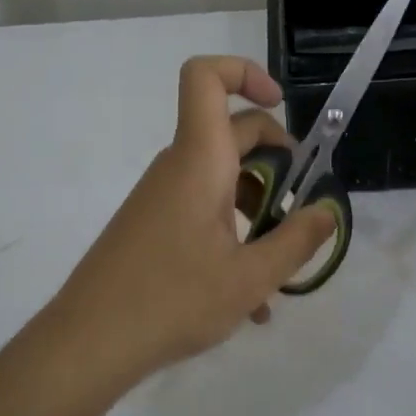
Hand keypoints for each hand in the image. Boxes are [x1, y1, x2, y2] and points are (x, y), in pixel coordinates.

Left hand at [31, 56, 336, 403]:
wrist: (88, 343)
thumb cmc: (172, 301)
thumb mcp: (250, 278)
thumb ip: (297, 240)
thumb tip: (328, 210)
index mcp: (199, 161)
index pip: (206, 78)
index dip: (244, 73)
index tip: (281, 105)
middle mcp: (178, 167)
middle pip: (230, 132)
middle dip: (276, 159)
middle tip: (300, 205)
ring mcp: (162, 197)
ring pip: (220, 177)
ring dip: (257, 207)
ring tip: (280, 266)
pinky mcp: (153, 225)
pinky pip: (201, 209)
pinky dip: (231, 233)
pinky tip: (250, 296)